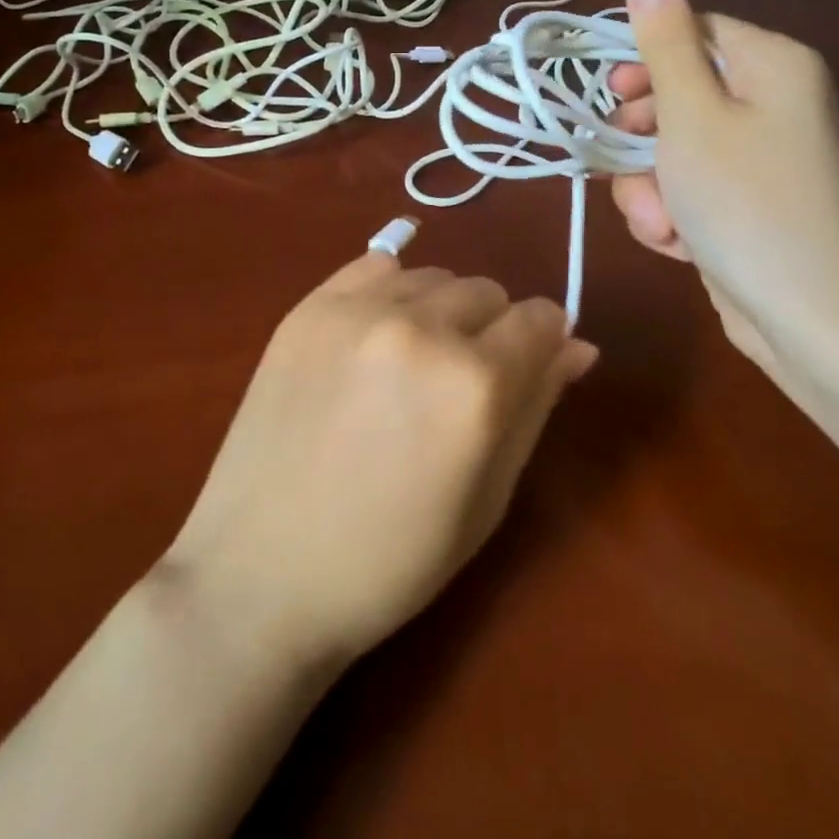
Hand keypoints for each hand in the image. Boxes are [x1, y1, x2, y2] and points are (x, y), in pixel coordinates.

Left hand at [159, 253, 597, 670]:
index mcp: (475, 385)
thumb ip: (535, 408)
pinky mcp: (307, 308)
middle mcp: (419, 329)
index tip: (528, 368)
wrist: (261, 572)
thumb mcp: (487, 499)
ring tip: (411, 365)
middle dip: (491, 329)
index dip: (543, 343)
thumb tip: (577, 345)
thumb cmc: (390, 560)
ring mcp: (355, 311)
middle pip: (487, 291)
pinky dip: (390, 292)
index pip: (540, 319)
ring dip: (440, 310)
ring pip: (433, 277)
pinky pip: (374, 266)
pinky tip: (376, 336)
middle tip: (460, 384)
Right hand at [607, 0, 838, 377]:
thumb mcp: (690, 114)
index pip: (694, 34)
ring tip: (659, 222)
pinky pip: (692, 185)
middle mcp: (776, 102)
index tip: (609, 98)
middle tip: (626, 161)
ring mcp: (764, 156)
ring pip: (675, 148)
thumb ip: (663, 40)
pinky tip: (676, 242)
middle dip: (643, 139)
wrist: (801, 313)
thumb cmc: (742, 200)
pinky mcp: (748, 200)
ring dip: (651, 185)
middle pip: (680, 94)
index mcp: (774, 66)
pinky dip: (674, 211)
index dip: (644, 65)